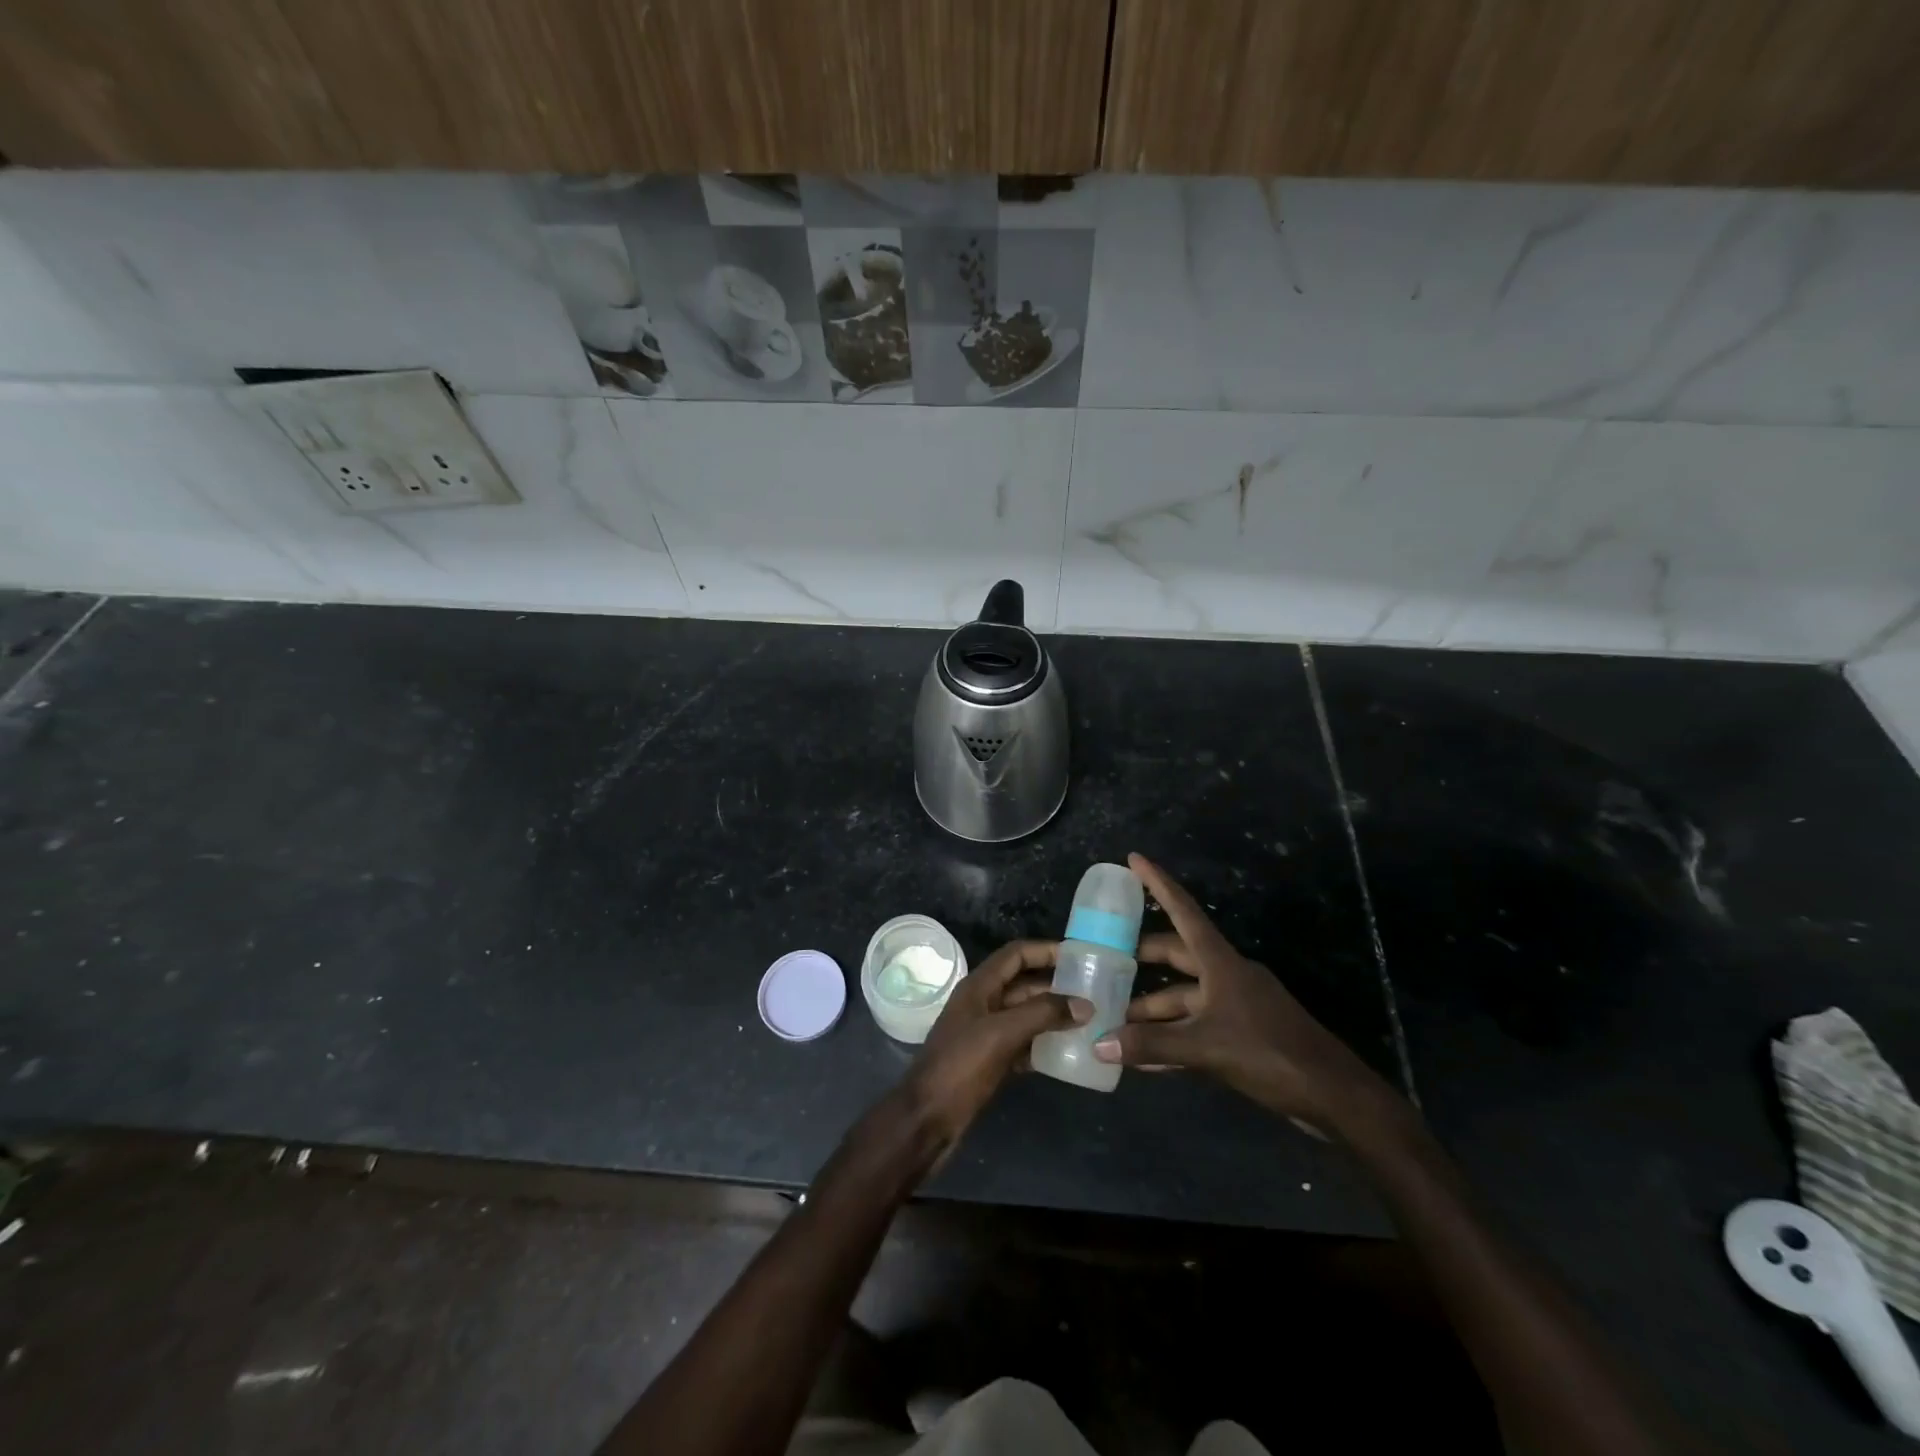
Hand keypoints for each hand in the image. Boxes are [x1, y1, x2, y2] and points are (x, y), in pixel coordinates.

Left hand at [902, 939, 1070, 1149]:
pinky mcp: (991, 1061)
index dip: (1046, 951)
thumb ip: (1042, 1014)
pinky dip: (1044, 1044)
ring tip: (1089, 1020)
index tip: (1079, 956)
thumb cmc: (960, 1067)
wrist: (927, 1120)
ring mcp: (985, 1033)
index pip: (1015, 955)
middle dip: (1056, 985)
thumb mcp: (1001, 1034)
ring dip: (1053, 1015)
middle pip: (1023, 984)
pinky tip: (1070, 1052)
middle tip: (1093, 991)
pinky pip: (1023, 1043)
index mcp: (978, 987)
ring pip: (1025, 1015)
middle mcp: (982, 1004)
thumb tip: (1085, 1004)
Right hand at [1093, 854, 1405, 1137]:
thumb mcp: (1206, 1047)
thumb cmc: (1270, 1053)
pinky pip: (1196, 1026)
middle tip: (1105, 960)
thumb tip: (1098, 1042)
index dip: (1158, 884)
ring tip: (1114, 1020)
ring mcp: (1236, 1005)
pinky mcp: (1243, 1034)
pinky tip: (1143, 1057)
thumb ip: (1151, 1045)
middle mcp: (1226, 975)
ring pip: (1184, 997)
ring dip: (1152, 1009)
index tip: (1134, 859)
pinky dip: (1171, 1037)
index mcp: (1220, 962)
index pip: (1183, 911)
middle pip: (1177, 955)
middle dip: (1142, 959)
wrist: (1334, 1095)